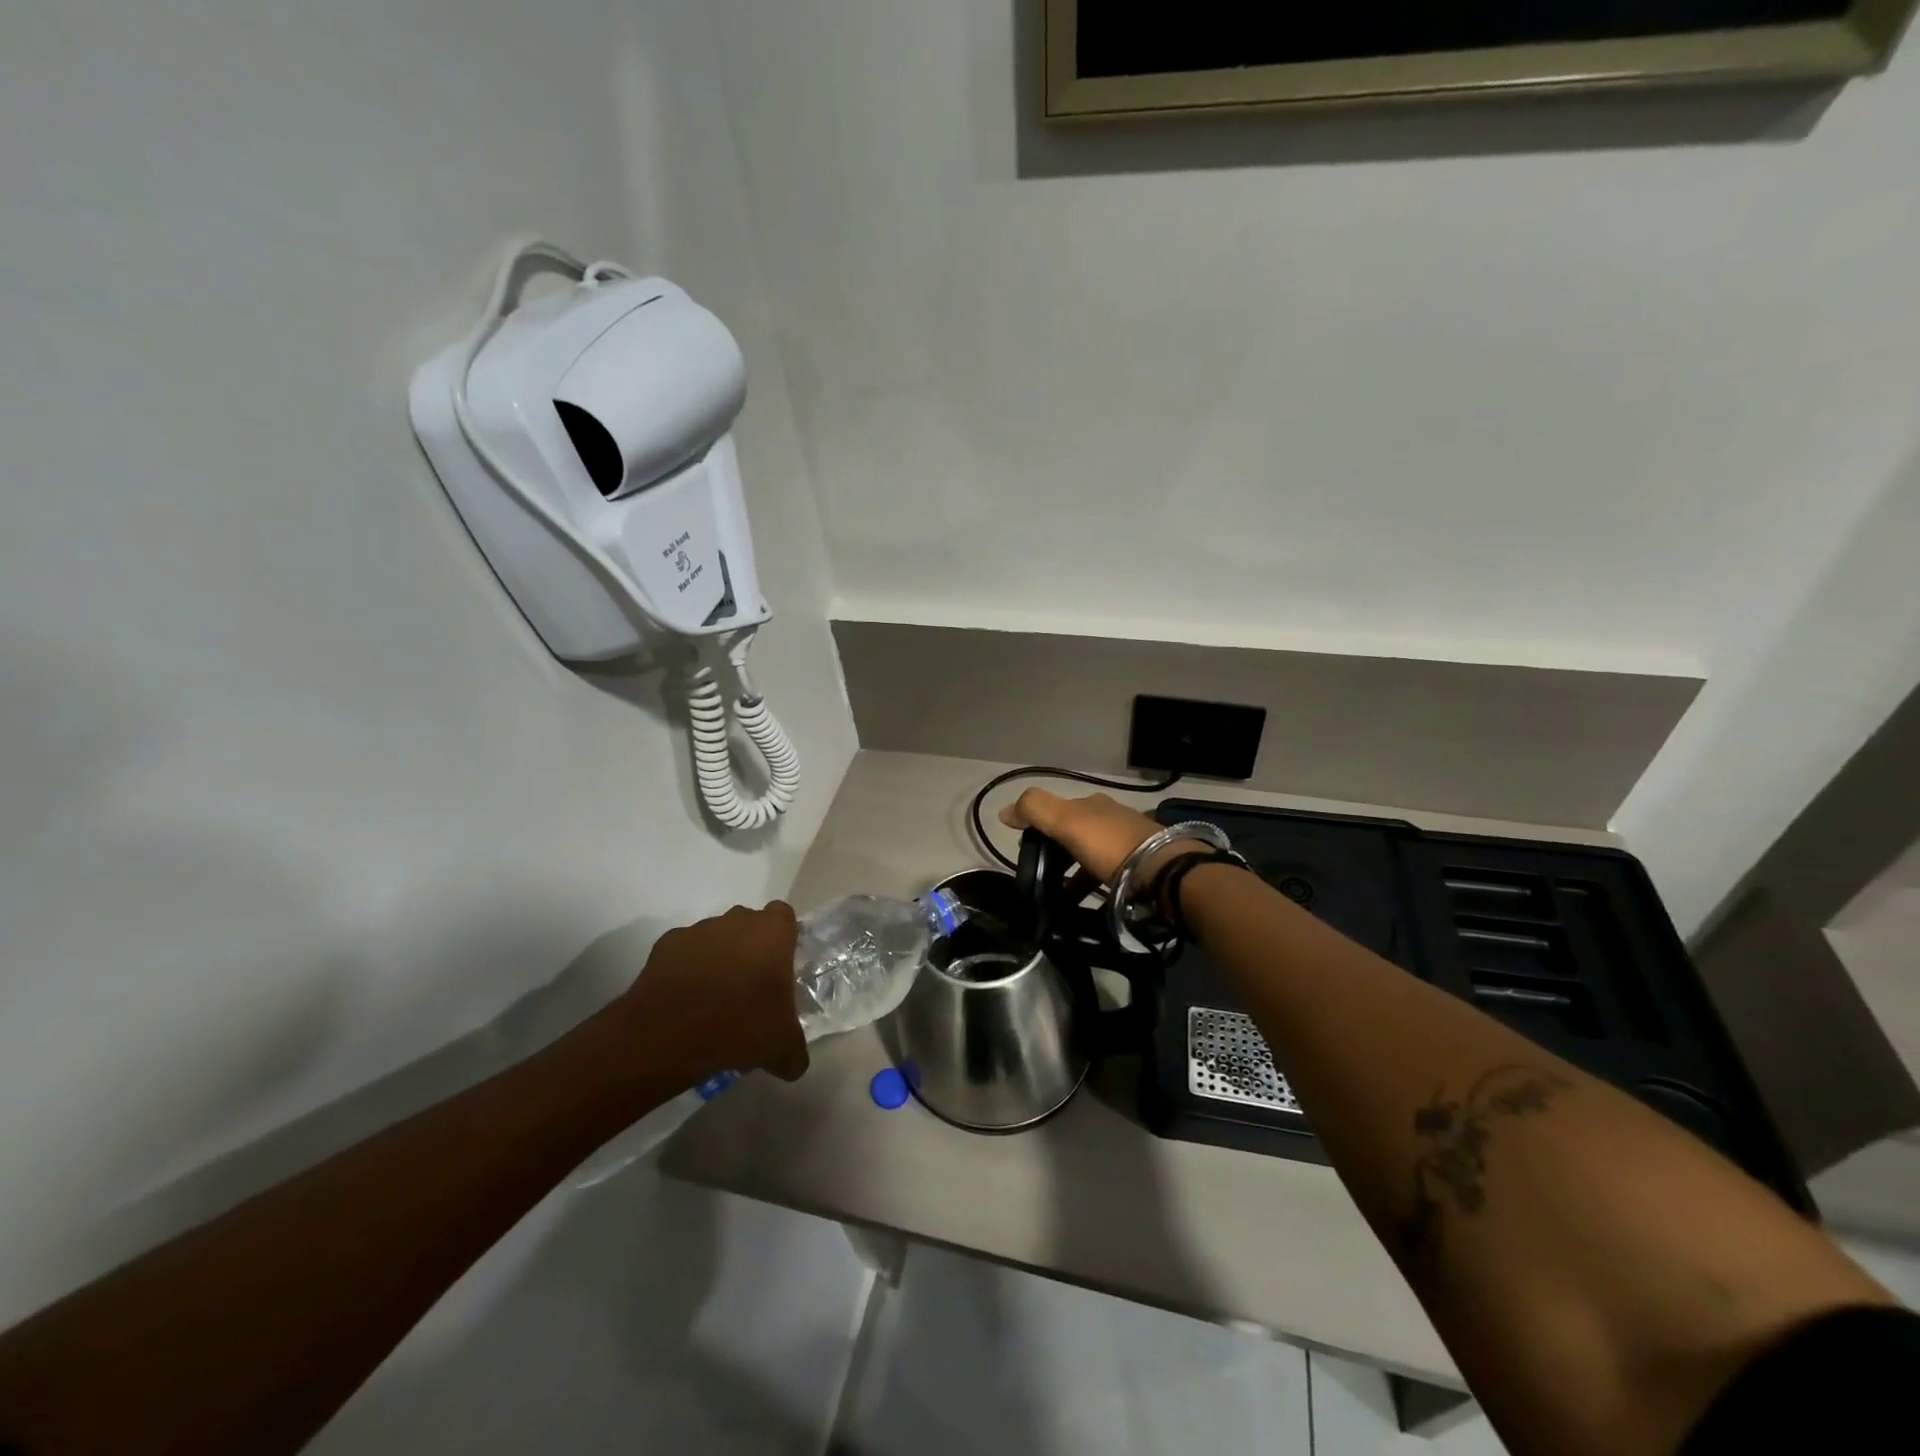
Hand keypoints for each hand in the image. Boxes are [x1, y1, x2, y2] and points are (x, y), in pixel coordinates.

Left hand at [616, 903, 808, 1084]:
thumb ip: (795, 1050)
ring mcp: (699, 930)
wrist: (666, 1035)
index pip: (785, 917)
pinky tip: (686, 1003)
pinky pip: (685, 954)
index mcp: (772, 932)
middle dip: (750, 950)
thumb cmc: (739, 1026)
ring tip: (714, 1002)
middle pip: (749, 925)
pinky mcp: (666, 945)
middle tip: (750, 989)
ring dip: (719, 960)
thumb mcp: (781, 1047)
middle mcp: (737, 920)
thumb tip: (795, 1064)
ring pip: (716, 938)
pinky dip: (687, 971)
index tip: (779, 968)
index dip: (783, 939)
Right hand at [999, 788, 1165, 883]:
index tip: (1026, 850)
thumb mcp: (1066, 822)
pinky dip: (1093, 883)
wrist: (1164, 871)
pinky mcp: (1142, 865)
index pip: (1057, 809)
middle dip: (1057, 850)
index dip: (1038, 825)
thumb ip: (1035, 810)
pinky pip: (1108, 872)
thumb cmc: (1110, 845)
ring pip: (1091, 853)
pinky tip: (1088, 900)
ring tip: (1061, 895)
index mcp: (1092, 803)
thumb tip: (1004, 811)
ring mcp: (1130, 840)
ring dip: (1074, 870)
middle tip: (1042, 875)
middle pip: (1075, 831)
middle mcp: (1112, 816)